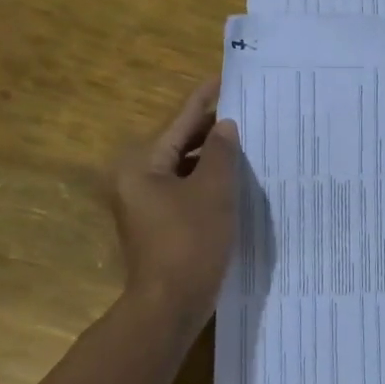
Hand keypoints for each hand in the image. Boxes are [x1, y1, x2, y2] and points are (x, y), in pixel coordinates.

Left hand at [106, 80, 239, 321]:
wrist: (170, 305)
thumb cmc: (190, 242)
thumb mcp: (213, 192)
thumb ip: (222, 154)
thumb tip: (226, 127)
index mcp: (142, 166)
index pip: (180, 122)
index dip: (204, 100)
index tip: (224, 78)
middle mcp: (137, 181)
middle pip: (180, 145)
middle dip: (212, 131)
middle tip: (246, 112)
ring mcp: (147, 205)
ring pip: (184, 170)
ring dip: (213, 158)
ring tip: (247, 142)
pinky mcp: (160, 226)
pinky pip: (186, 192)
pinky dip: (208, 183)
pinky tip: (235, 181)